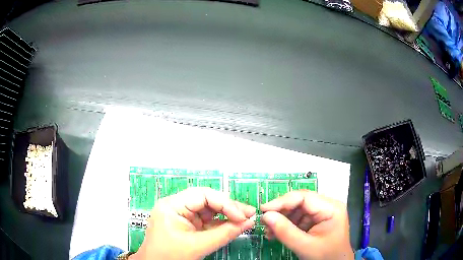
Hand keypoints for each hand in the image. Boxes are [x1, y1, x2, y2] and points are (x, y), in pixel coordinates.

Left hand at [131, 187, 255, 259]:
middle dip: (229, 208)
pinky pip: (206, 220)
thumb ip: (225, 234)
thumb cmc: (170, 256)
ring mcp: (182, 215)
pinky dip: (220, 223)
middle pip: (207, 200)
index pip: (203, 195)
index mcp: (172, 205)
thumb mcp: (198, 246)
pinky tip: (234, 225)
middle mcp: (176, 206)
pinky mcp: (187, 224)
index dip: (225, 204)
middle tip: (249, 214)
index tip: (242, 216)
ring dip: (227, 215)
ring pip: (209, 209)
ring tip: (246, 219)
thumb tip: (249, 223)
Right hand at [260, 191, 353, 259]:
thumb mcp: (305, 246)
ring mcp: (323, 213)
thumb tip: (265, 216)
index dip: (282, 201)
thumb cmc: (325, 256)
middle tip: (264, 222)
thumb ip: (285, 231)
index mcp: (331, 208)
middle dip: (281, 212)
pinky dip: (287, 226)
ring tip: (269, 232)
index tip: (263, 209)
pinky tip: (277, 233)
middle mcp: (328, 206)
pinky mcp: (318, 220)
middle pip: (300, 202)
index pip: (304, 197)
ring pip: (297, 210)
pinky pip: (299, 218)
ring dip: (282, 220)